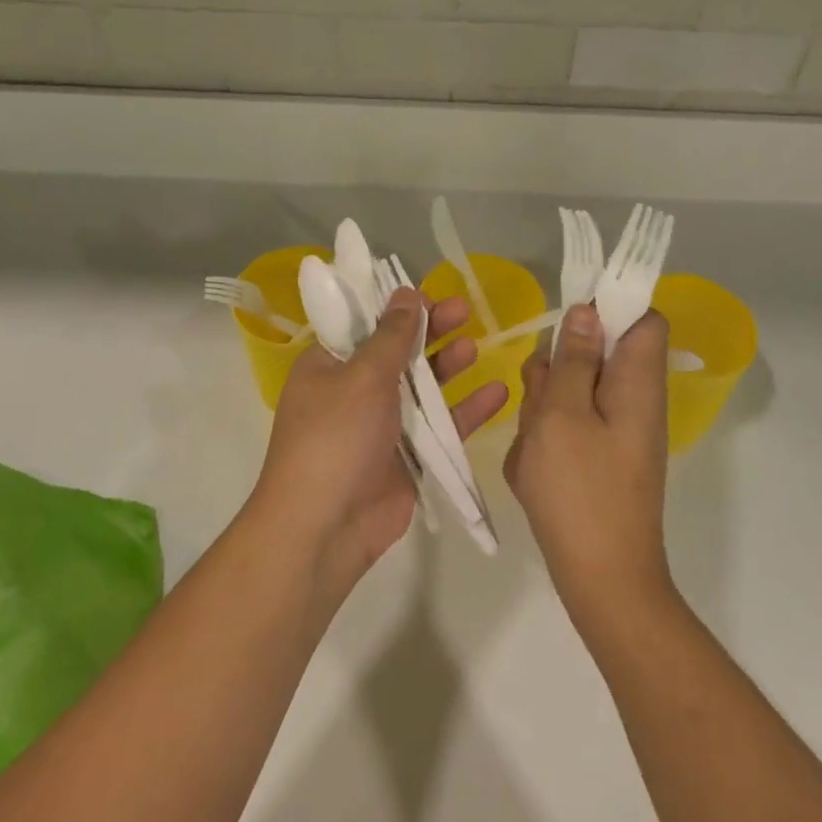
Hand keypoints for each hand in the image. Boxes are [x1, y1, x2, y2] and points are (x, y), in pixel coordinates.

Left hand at [250, 287, 508, 601]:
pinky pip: (441, 426)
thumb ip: (392, 336)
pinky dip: (467, 410)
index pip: (365, 325)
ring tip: (475, 348)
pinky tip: (497, 393)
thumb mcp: (361, 377)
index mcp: (329, 366)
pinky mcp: (409, 457)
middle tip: (464, 310)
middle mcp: (355, 391)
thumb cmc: (335, 437)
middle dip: (431, 332)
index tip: (430, 294)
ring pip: (423, 388)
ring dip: (448, 367)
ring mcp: (382, 425)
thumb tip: (406, 294)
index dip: (397, 308)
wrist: (325, 528)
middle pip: (399, 352)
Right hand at [504, 304, 673, 632]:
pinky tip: (535, 469)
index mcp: (638, 381)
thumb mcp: (564, 413)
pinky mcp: (600, 457)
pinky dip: (547, 439)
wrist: (601, 579)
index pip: (643, 319)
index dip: (609, 307)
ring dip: (545, 408)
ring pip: (574, 391)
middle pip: (597, 353)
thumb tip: (588, 311)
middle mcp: (635, 399)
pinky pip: (568, 427)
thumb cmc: (580, 490)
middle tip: (543, 401)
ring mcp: (617, 431)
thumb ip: (574, 358)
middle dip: (559, 368)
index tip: (566, 323)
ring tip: (536, 445)